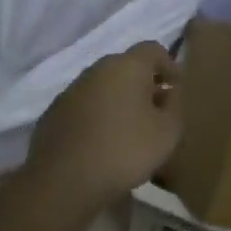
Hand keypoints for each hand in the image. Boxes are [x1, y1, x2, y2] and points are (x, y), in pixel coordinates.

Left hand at [24, 42, 181, 211]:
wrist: (64, 181)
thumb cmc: (125, 150)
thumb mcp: (167, 131)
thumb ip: (174, 105)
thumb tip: (169, 92)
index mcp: (126, 66)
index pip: (152, 49)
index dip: (169, 65)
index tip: (177, 88)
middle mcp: (96, 70)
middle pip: (126, 67)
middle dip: (143, 84)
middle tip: (156, 111)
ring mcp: (71, 91)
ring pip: (103, 87)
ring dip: (119, 101)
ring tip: (130, 130)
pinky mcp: (53, 114)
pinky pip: (84, 107)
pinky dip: (97, 117)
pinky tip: (102, 143)